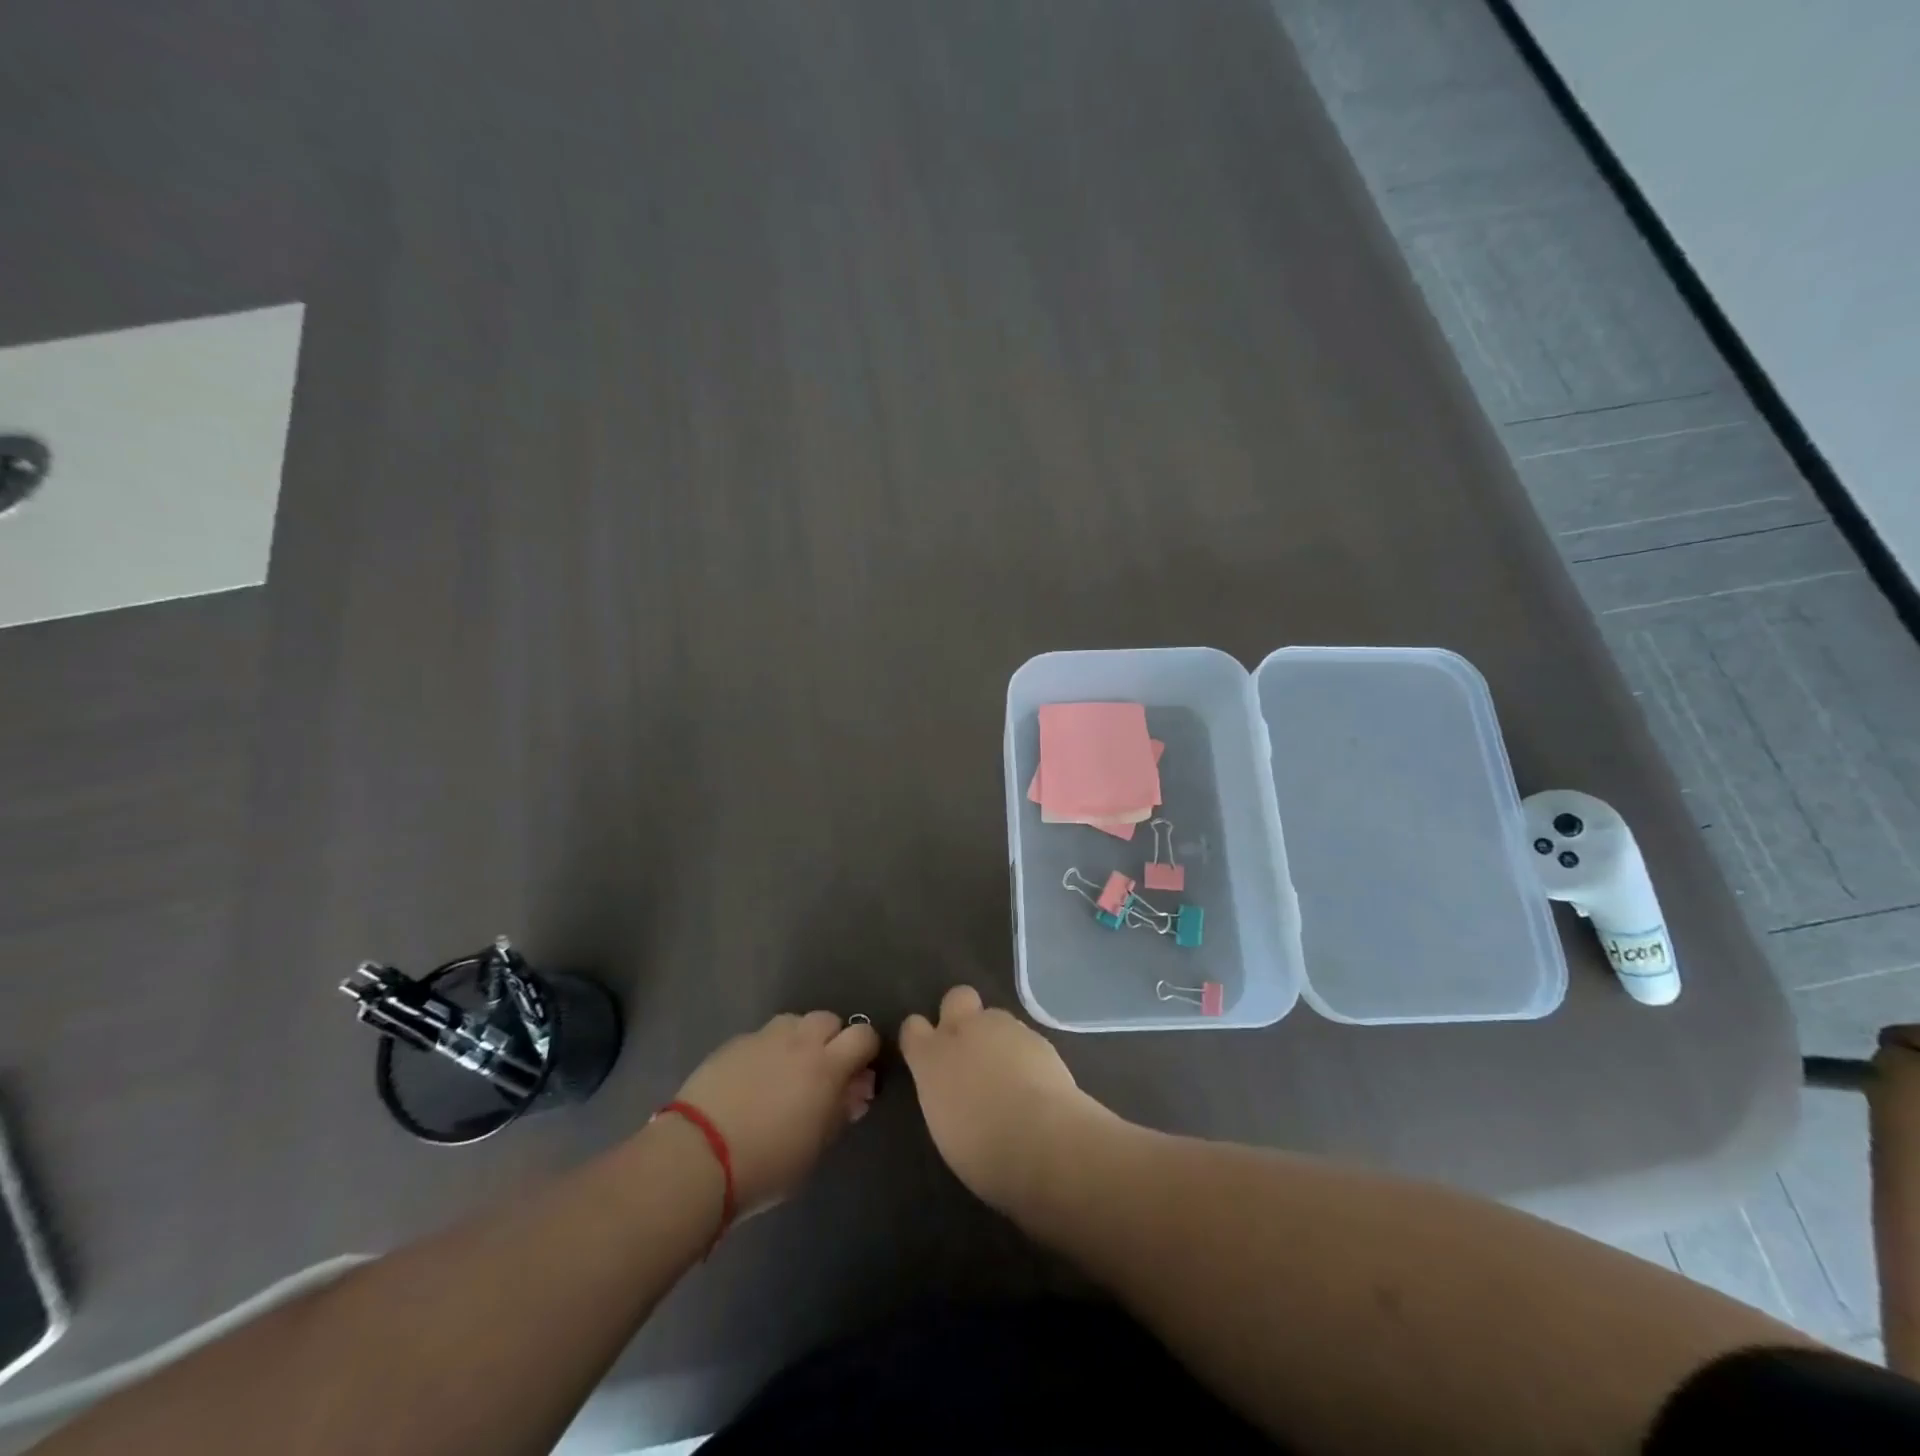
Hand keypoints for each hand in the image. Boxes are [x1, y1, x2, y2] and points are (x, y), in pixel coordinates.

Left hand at [672, 1011, 879, 1215]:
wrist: (697, 1157)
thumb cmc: (766, 1164)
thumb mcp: (815, 1148)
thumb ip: (840, 1112)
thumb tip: (856, 1091)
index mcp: (826, 1066)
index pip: (863, 1035)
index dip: (866, 1050)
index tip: (858, 1074)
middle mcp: (798, 1041)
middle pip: (828, 1019)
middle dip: (831, 1039)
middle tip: (822, 1072)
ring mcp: (762, 1038)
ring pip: (793, 1022)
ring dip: (798, 1039)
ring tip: (786, 1070)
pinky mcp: (732, 1043)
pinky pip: (760, 1037)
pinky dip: (766, 1051)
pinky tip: (752, 1079)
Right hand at [899, 985, 1108, 1210]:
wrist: (1043, 1140)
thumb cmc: (983, 1152)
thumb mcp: (946, 1129)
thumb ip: (945, 1096)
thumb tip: (955, 1092)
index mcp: (932, 1058)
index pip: (912, 1028)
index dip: (921, 1039)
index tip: (929, 1058)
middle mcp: (964, 1031)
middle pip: (956, 998)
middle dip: (961, 1014)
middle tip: (971, 1049)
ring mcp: (1004, 1028)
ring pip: (995, 1017)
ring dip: (997, 1038)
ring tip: (1010, 1074)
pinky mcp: (1038, 1036)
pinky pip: (1024, 1037)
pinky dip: (1025, 1054)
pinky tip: (1035, 1083)